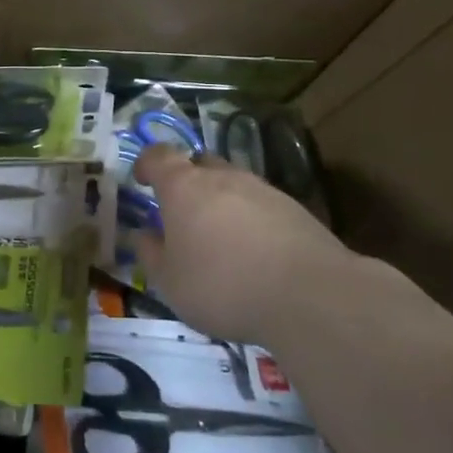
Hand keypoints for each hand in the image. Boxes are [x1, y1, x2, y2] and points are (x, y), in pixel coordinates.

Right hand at [134, 143, 370, 344]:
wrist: (310, 296)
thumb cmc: (223, 286)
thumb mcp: (170, 282)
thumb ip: (151, 254)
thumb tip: (143, 235)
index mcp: (183, 187)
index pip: (158, 156)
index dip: (146, 164)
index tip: (142, 181)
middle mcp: (222, 176)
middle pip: (198, 164)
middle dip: (186, 182)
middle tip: (182, 214)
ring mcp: (262, 189)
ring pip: (232, 183)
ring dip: (221, 202)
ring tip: (221, 239)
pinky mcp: (294, 208)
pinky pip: (261, 205)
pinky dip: (251, 220)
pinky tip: (256, 253)